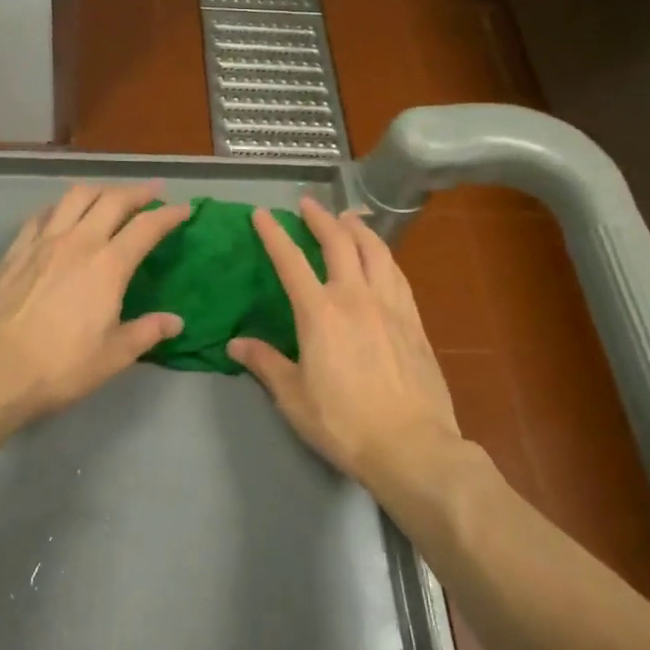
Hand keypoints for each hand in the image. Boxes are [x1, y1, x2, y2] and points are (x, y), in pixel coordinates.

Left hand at [0, 182, 190, 426]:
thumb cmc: (60, 367)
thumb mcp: (113, 356)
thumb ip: (147, 332)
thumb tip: (175, 321)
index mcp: (108, 266)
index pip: (147, 227)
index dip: (169, 214)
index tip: (184, 210)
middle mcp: (78, 242)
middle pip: (112, 200)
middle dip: (137, 191)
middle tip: (153, 191)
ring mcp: (42, 242)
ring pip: (75, 196)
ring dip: (99, 190)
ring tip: (109, 196)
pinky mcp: (15, 251)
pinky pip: (41, 215)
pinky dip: (59, 207)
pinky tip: (61, 214)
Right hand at [229, 199, 460, 486]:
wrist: (412, 445)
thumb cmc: (344, 424)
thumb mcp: (293, 398)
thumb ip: (265, 364)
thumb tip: (235, 344)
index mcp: (320, 313)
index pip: (291, 262)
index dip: (274, 235)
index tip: (262, 214)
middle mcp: (355, 297)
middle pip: (339, 243)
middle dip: (321, 218)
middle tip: (309, 204)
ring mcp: (390, 306)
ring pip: (375, 251)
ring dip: (358, 229)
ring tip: (348, 218)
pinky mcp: (414, 321)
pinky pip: (397, 274)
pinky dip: (384, 255)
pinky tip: (381, 257)